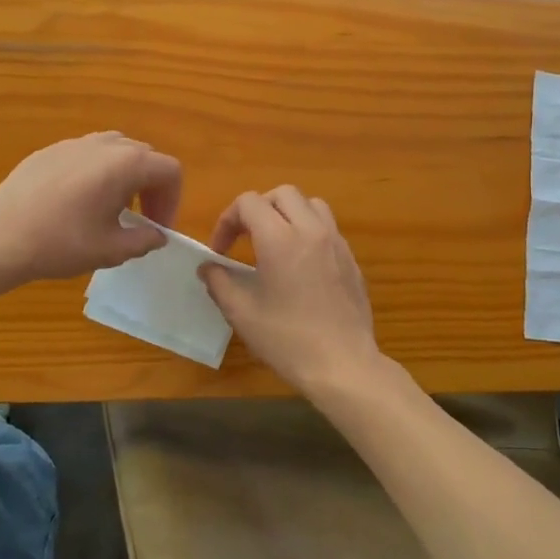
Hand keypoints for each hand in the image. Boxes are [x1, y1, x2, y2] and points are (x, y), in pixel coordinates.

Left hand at [0, 133, 181, 283]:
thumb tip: (156, 235)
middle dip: (151, 187)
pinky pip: (85, 155)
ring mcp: (73, 143)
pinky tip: (76, 204)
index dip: (172, 200)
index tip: (158, 227)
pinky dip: (96, 173)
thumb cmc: (62, 243)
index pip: (169, 170)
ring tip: (111, 208)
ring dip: (124, 177)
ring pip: (114, 151)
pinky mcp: (48, 151)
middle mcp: (104, 144)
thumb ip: (144, 240)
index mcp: (126, 164)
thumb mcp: (111, 250)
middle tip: (141, 220)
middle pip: (144, 156)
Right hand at [199, 186, 380, 391]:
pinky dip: (309, 231)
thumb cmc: (287, 340)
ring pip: (311, 204)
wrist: (343, 364)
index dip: (227, 220)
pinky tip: (300, 264)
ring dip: (288, 213)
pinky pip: (328, 227)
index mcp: (280, 239)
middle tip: (245, 238)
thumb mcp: (242, 314)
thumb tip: (208, 267)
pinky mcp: (351, 259)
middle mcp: (311, 231)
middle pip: (282, 194)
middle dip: (258, 209)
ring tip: (275, 242)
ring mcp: (336, 243)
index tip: (220, 251)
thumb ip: (220, 283)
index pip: (249, 203)